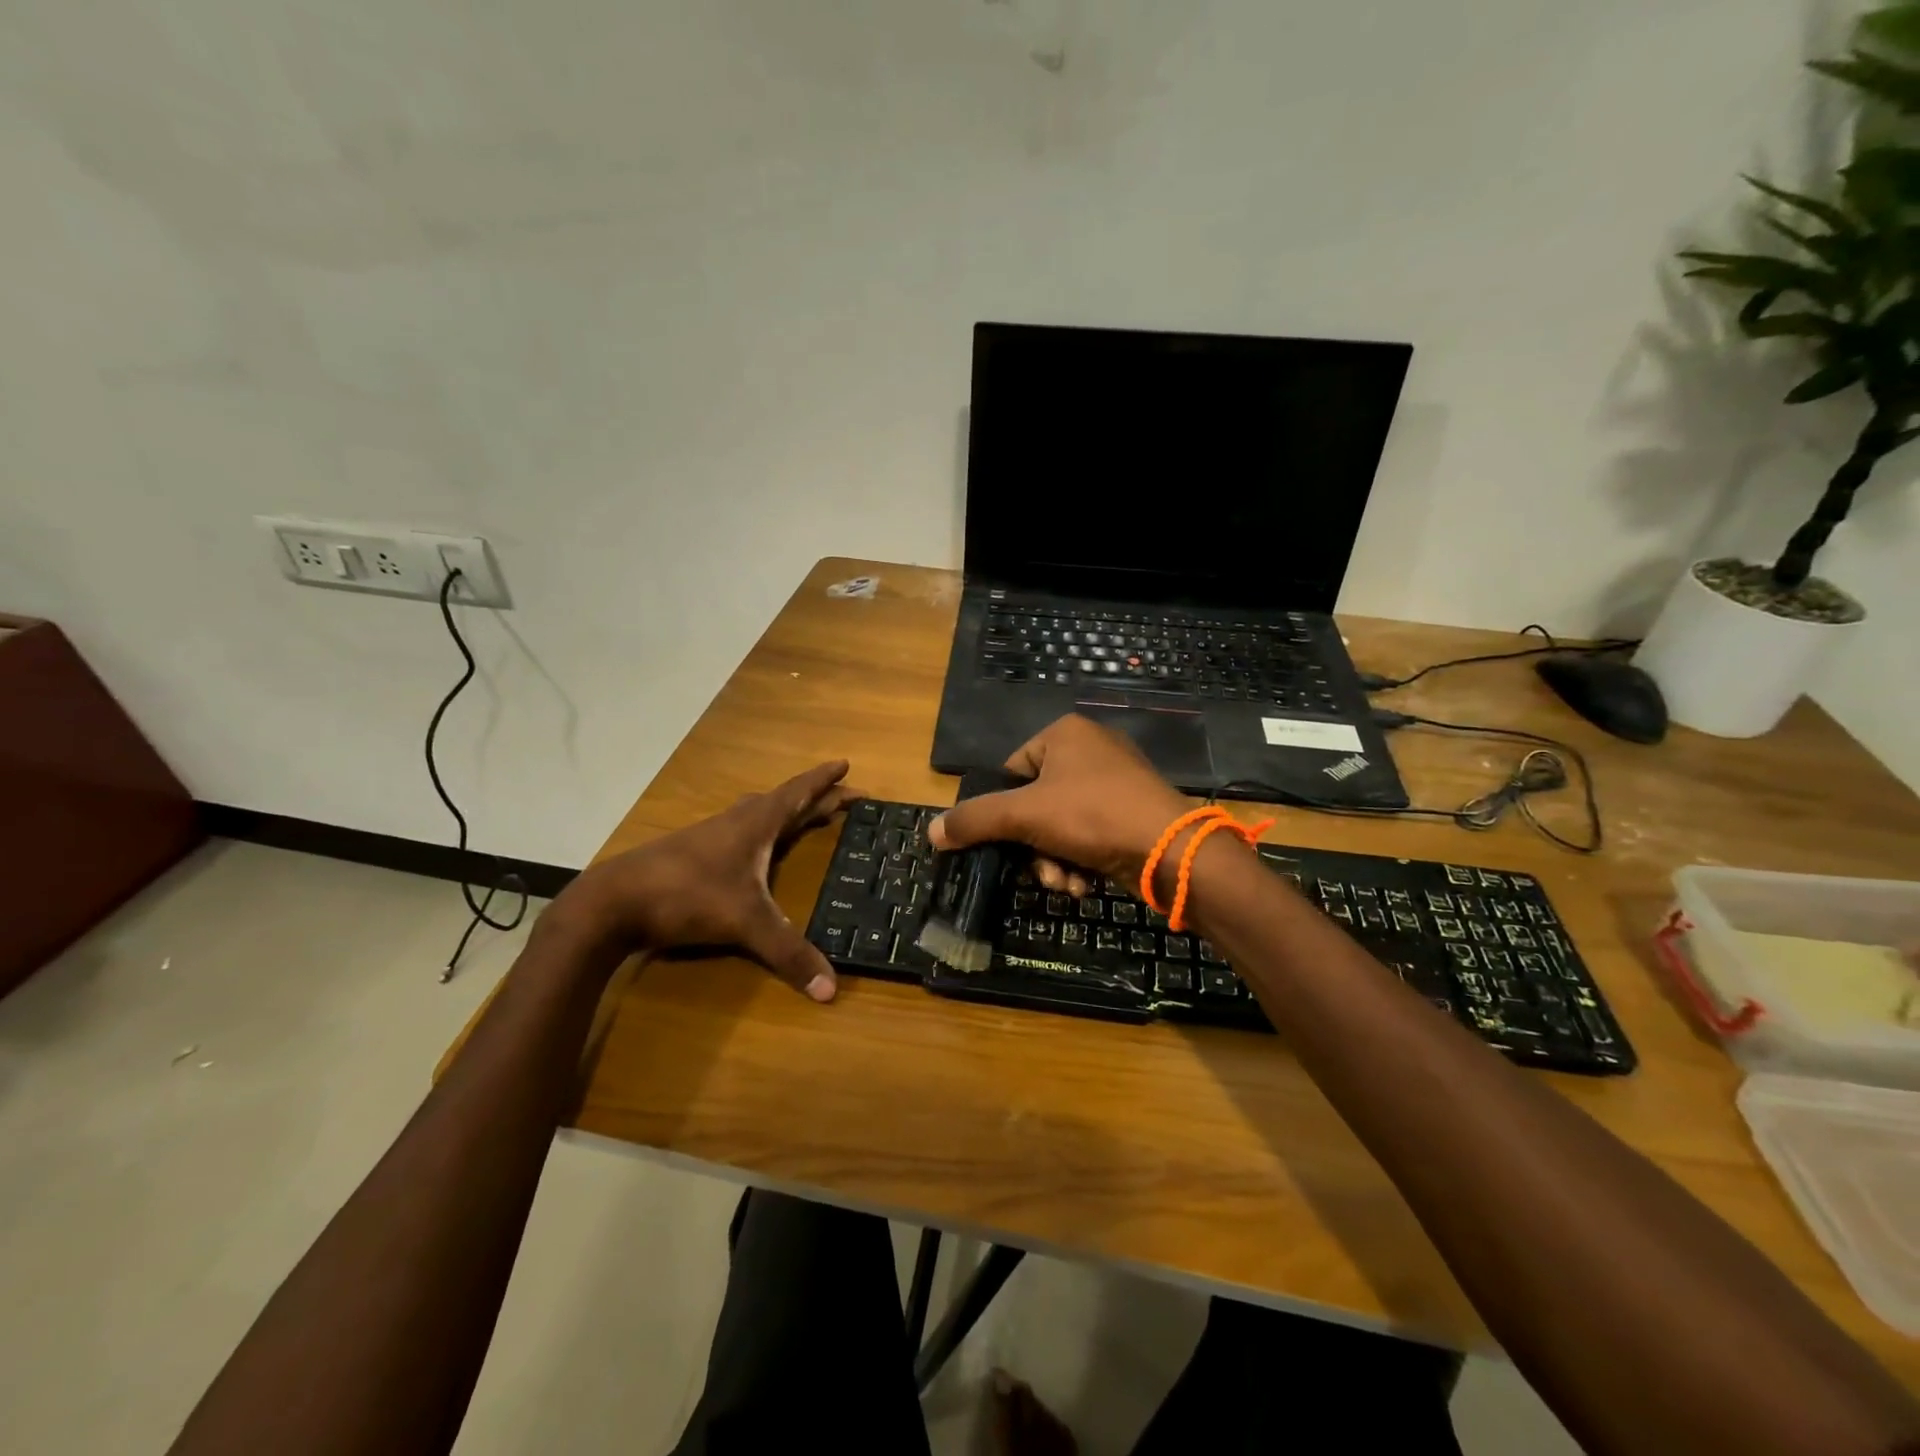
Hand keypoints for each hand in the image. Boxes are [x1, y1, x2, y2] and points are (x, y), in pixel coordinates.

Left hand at [555, 761, 856, 1000]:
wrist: (612, 902)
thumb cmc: (687, 895)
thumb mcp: (745, 923)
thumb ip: (788, 953)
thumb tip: (831, 990)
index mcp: (756, 824)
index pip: (799, 793)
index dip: (824, 780)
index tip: (846, 765)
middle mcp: (737, 822)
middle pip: (784, 802)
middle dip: (816, 799)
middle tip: (844, 800)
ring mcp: (712, 836)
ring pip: (759, 815)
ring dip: (787, 813)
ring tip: (807, 817)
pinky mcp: (694, 854)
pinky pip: (742, 832)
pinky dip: (763, 833)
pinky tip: (757, 850)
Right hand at [927, 714, 1190, 893]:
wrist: (1171, 850)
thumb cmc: (1093, 816)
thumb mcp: (1024, 815)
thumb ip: (975, 820)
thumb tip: (931, 832)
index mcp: (1064, 734)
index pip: (1010, 771)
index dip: (1002, 811)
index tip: (1004, 843)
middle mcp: (1090, 750)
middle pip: (1034, 805)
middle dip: (1033, 848)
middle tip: (1041, 873)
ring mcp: (1115, 781)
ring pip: (1060, 826)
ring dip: (1054, 862)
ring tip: (1066, 884)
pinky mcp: (1131, 812)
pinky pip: (1088, 834)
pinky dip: (1080, 861)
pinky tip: (1084, 885)